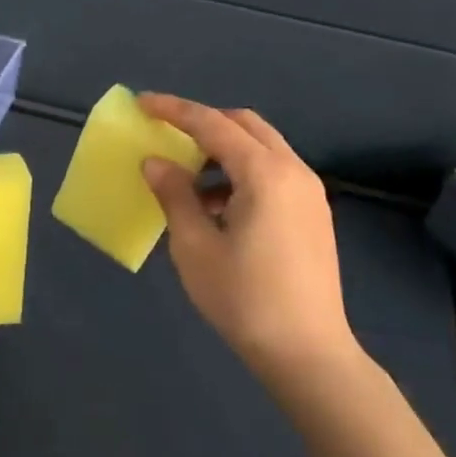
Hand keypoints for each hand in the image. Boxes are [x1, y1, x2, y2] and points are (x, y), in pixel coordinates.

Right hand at [138, 94, 359, 382]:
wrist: (308, 353)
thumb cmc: (244, 298)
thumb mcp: (195, 246)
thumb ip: (174, 195)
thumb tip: (155, 162)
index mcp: (264, 173)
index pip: (212, 124)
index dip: (174, 110)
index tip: (142, 103)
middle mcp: (293, 171)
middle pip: (245, 124)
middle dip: (204, 122)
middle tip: (167, 135)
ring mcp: (309, 192)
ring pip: (262, 147)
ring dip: (223, 149)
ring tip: (188, 178)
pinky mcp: (313, 213)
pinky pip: (273, 172)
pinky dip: (241, 172)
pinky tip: (217, 207)